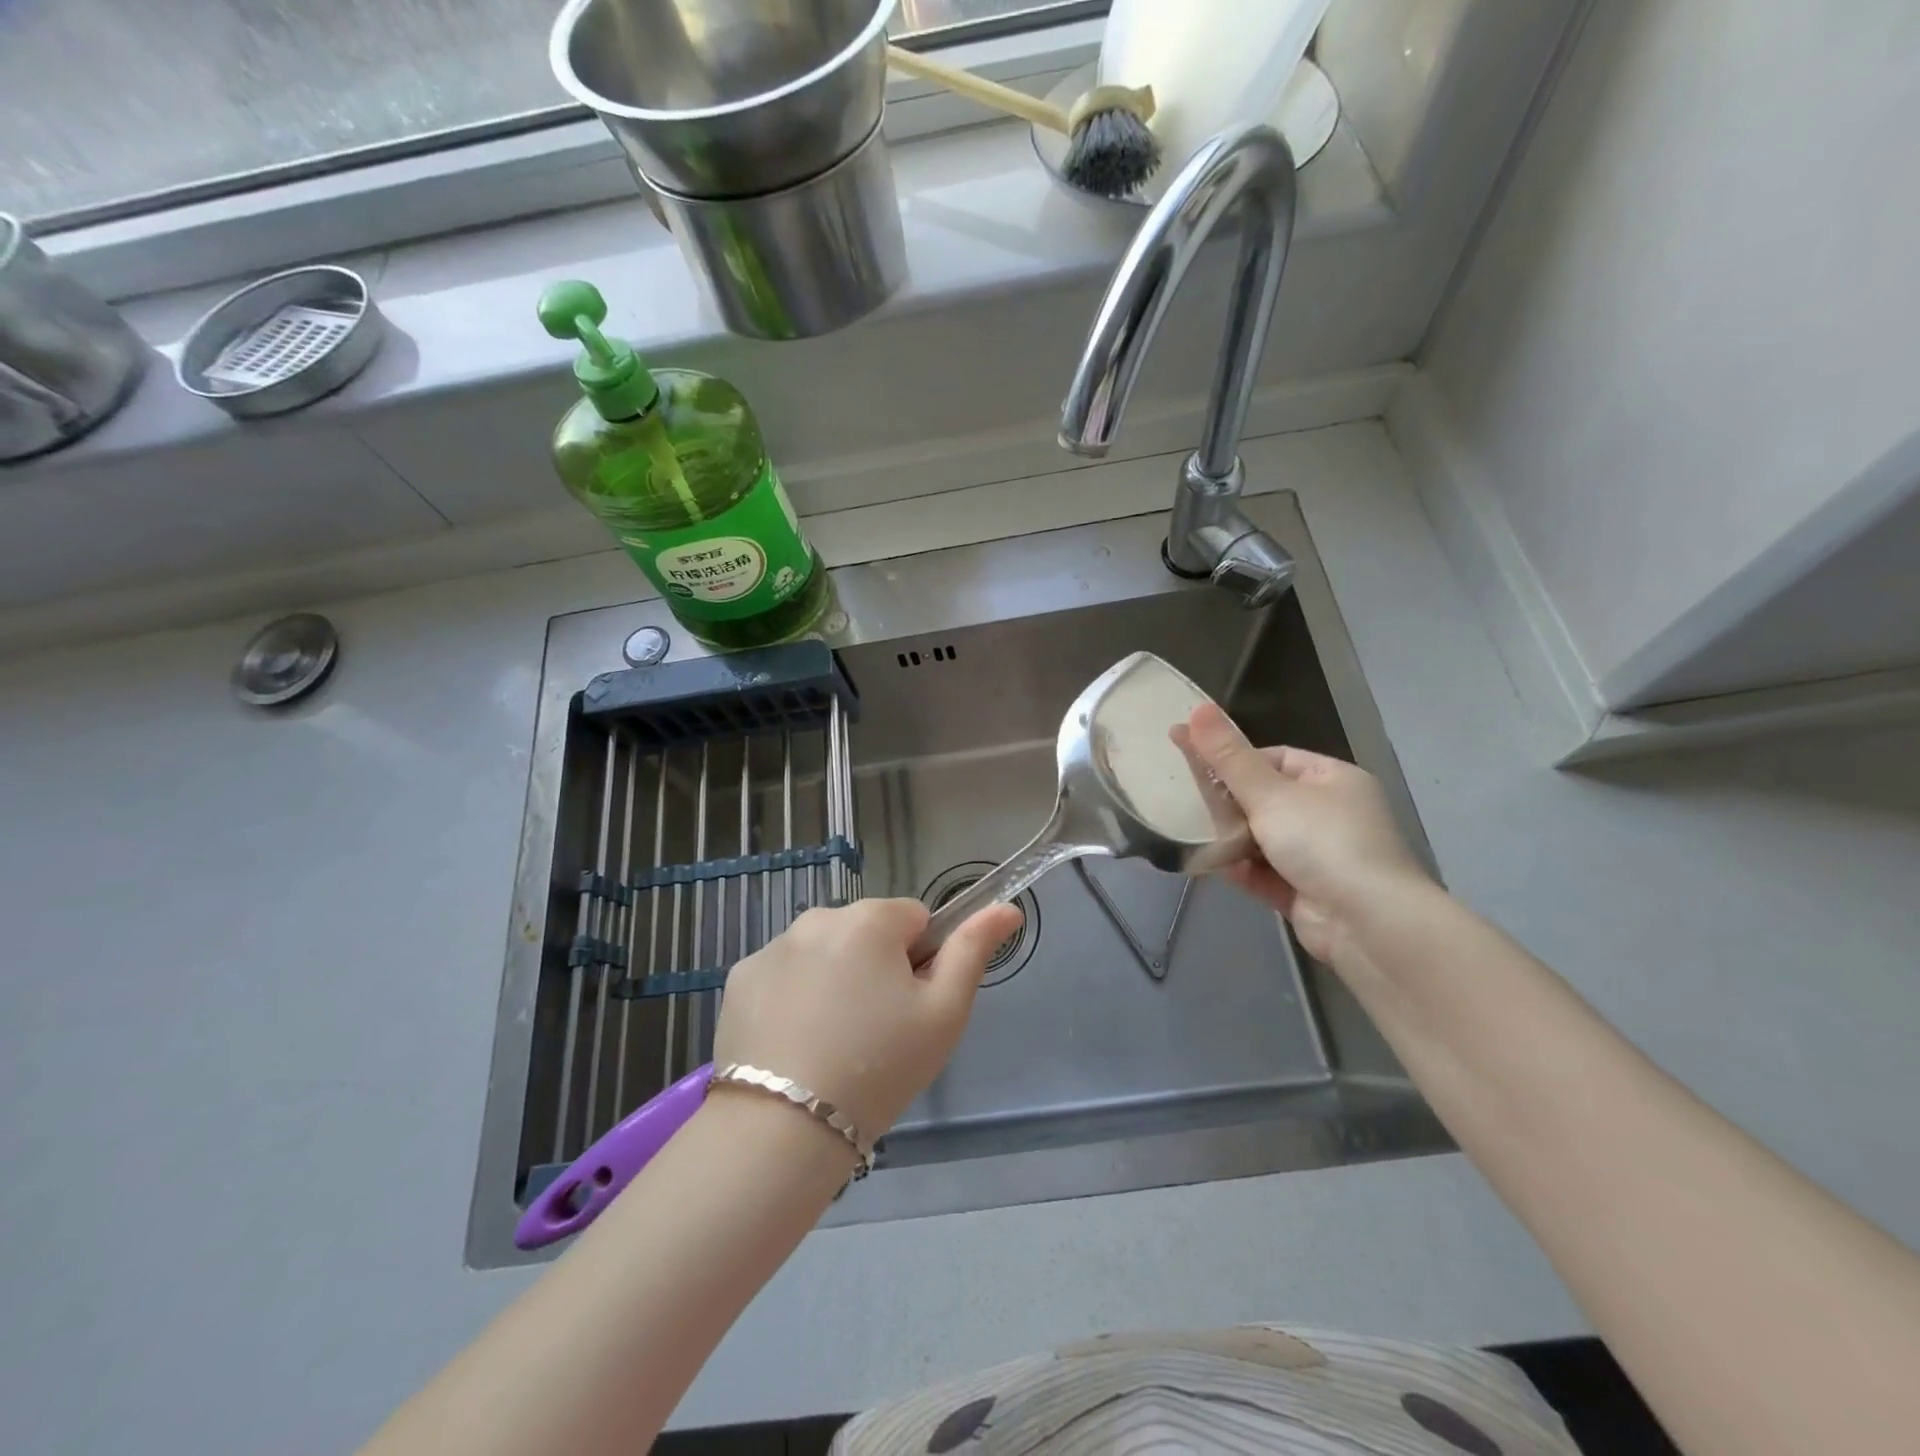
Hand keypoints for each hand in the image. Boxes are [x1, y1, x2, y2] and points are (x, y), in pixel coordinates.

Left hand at [710, 897, 1022, 1143]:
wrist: (782, 1129)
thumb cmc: (880, 1068)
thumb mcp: (944, 1013)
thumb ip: (974, 950)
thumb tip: (1007, 908)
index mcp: (870, 919)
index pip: (915, 919)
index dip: (921, 961)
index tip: (910, 1007)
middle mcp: (818, 917)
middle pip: (866, 932)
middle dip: (876, 966)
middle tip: (875, 1031)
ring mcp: (773, 946)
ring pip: (824, 951)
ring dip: (834, 978)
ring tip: (832, 1043)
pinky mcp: (740, 977)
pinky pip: (784, 973)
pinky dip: (793, 995)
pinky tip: (794, 1042)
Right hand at [1184, 703, 1432, 962]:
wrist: (1368, 924)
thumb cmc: (1323, 842)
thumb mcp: (1270, 794)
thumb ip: (1228, 757)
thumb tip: (1196, 709)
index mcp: (1333, 780)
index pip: (1276, 759)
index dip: (1236, 761)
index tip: (1198, 767)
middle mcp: (1330, 815)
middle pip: (1266, 800)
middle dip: (1229, 803)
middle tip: (1187, 802)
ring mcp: (1319, 856)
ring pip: (1262, 838)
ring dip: (1231, 839)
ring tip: (1192, 833)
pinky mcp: (1306, 892)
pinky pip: (1265, 873)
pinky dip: (1241, 870)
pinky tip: (1212, 865)